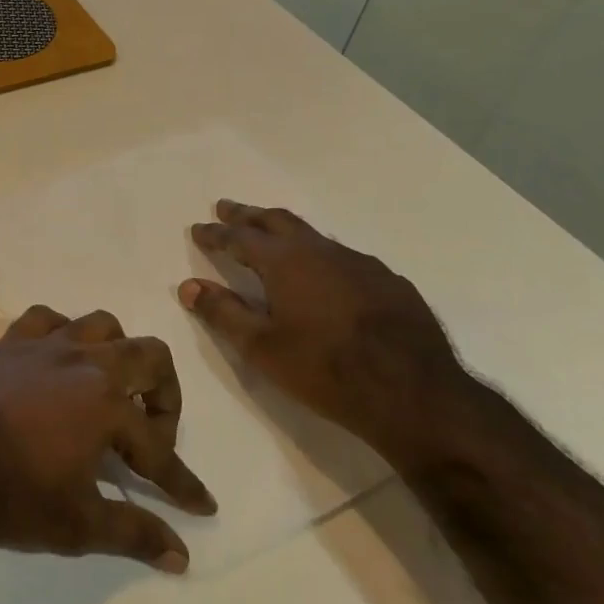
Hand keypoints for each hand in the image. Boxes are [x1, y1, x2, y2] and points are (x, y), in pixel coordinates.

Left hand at [0, 307, 216, 573]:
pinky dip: (64, 334)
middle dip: (165, 396)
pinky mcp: (8, 342)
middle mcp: (84, 362)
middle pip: (149, 355)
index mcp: (106, 404)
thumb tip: (181, 556)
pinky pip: (48, 319)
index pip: (159, 448)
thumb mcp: (77, 525)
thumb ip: (134, 533)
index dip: (183, 482)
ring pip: (102, 325)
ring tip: (111, 391)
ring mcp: (44, 345)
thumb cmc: (8, 497)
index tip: (200, 504)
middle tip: (153, 433)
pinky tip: (59, 361)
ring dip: (119, 355)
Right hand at [178, 201, 474, 463]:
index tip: (198, 229)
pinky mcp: (392, 283)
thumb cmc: (325, 369)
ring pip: (315, 237)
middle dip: (248, 215)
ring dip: (287, 233)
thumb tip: (189, 286)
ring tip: (273, 238)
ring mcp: (362, 264)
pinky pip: (346, 259)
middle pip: (278, 221)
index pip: (240, 238)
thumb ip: (222, 313)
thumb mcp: (262, 347)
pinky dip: (322, 258)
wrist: (415, 394)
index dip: (216, 234)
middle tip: (228, 209)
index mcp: (286, 261)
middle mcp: (322, 251)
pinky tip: (327, 278)